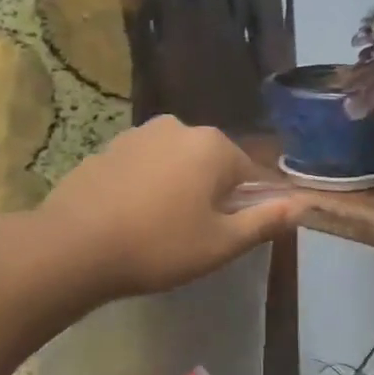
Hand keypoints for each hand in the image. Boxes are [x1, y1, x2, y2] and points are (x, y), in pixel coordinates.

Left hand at [39, 117, 303, 301]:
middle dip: (210, 194)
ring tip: (159, 229)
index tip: (226, 235)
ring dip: (177, 189)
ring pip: (175, 164)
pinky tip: (130, 218)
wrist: (73, 246)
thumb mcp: (221, 243)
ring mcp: (137, 134)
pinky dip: (144, 187)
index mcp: (213, 146)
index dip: (245, 206)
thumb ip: (265, 221)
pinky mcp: (106, 149)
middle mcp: (178, 127)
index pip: (249, 173)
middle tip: (193, 236)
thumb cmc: (159, 246)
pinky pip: (142, 167)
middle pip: (211, 164)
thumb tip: (300, 205)